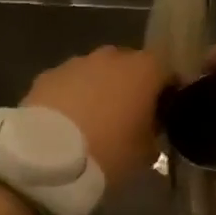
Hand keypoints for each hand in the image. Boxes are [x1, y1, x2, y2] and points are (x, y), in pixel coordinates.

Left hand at [23, 46, 167, 187]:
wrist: (46, 157)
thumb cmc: (108, 152)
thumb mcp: (145, 153)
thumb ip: (154, 134)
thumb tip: (150, 128)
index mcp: (143, 70)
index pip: (167, 70)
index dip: (168, 90)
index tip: (166, 112)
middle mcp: (111, 57)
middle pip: (130, 65)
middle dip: (131, 86)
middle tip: (130, 115)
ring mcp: (76, 63)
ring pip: (96, 71)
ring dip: (100, 88)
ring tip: (95, 119)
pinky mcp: (47, 75)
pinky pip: (69, 82)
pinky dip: (72, 95)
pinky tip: (68, 121)